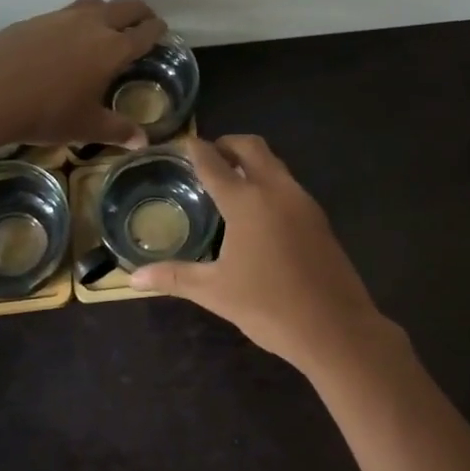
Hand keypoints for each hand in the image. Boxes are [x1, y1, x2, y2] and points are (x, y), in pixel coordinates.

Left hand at [0, 0, 169, 150]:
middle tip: (144, 22)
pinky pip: (66, 13)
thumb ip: (118, 130)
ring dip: (108, 11)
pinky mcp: (36, 19)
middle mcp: (92, 25)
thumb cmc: (45, 113)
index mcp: (112, 49)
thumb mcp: (86, 127)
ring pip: (95, 4)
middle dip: (139, 13)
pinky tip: (66, 40)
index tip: (162, 31)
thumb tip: (143, 142)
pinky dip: (77, 20)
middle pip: (126, 7)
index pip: (144, 33)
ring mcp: (62, 17)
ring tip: (106, 26)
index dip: (156, 31)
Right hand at [131, 135, 396, 374]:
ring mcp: (302, 201)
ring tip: (230, 181)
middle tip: (208, 157)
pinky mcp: (319, 218)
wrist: (336, 327)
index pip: (214, 162)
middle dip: (228, 144)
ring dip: (252, 161)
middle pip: (251, 147)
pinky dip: (269, 181)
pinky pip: (289, 184)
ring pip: (275, 163)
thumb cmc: (269, 306)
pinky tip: (259, 211)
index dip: (196, 149)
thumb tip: (133, 277)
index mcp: (247, 201)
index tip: (183, 142)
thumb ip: (174, 278)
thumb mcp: (216, 292)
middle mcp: (276, 189)